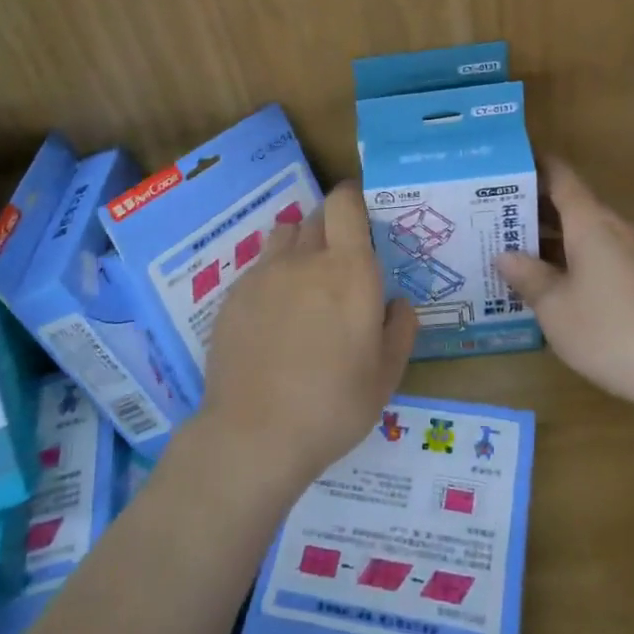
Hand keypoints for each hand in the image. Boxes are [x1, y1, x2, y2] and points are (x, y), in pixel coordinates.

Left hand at [198, 182, 417, 497]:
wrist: (254, 435)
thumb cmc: (333, 405)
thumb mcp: (386, 375)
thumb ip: (399, 329)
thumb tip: (397, 303)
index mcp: (348, 270)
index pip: (345, 203)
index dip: (353, 197)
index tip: (362, 211)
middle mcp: (304, 260)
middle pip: (317, 216)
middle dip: (332, 226)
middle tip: (342, 259)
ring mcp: (263, 275)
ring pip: (285, 236)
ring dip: (301, 244)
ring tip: (306, 280)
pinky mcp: (234, 296)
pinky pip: (260, 268)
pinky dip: (274, 276)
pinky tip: (275, 316)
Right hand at [497, 159, 633, 414]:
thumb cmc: (612, 332)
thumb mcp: (555, 308)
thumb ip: (527, 276)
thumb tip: (505, 254)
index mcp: (592, 222)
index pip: (560, 176)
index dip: (533, 165)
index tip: (505, 163)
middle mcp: (618, 228)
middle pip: (573, 204)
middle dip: (535, 208)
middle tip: (494, 216)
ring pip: (589, 232)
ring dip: (555, 238)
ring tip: (518, 251)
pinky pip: (605, 255)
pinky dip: (577, 259)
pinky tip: (558, 284)